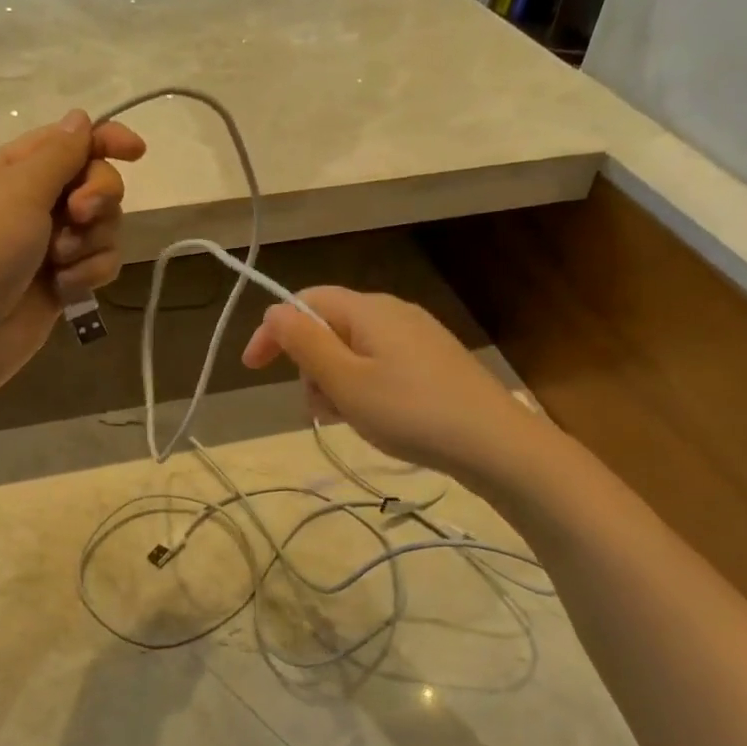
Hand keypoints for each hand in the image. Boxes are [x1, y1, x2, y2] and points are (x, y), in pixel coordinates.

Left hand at [0, 109, 145, 396]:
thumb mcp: (18, 190)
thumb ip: (59, 154)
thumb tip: (80, 118)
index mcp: (14, 169)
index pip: (71, 141)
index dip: (107, 140)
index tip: (137, 152)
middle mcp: (34, 201)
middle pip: (97, 182)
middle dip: (98, 198)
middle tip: (78, 214)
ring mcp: (49, 243)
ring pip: (105, 227)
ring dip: (90, 243)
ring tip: (60, 262)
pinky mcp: (63, 280)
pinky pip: (100, 263)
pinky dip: (88, 273)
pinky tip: (65, 288)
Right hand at [241, 287, 539, 478]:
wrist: (495, 444)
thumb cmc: (410, 411)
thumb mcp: (345, 381)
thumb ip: (305, 343)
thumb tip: (275, 310)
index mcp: (368, 309)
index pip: (304, 301)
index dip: (273, 330)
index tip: (251, 368)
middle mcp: (392, 311)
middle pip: (329, 325)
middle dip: (309, 363)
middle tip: (319, 407)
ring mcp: (417, 335)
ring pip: (353, 348)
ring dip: (335, 380)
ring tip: (348, 418)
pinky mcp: (433, 360)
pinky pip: (380, 363)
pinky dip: (363, 386)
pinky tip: (376, 417)